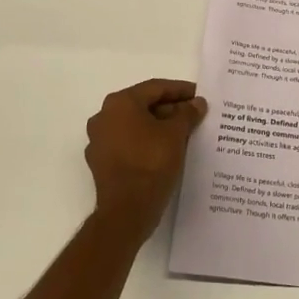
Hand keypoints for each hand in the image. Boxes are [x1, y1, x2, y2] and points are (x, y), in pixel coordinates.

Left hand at [84, 79, 207, 241]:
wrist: (127, 210)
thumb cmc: (151, 162)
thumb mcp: (176, 134)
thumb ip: (187, 113)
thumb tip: (196, 103)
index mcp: (120, 103)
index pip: (155, 88)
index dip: (180, 90)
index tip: (199, 95)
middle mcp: (104, 117)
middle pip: (143, 105)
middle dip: (170, 109)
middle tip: (194, 114)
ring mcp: (99, 141)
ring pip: (135, 125)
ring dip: (158, 126)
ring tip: (183, 132)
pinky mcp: (101, 162)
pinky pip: (128, 143)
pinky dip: (146, 142)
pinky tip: (165, 151)